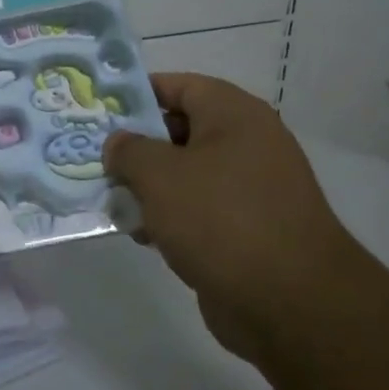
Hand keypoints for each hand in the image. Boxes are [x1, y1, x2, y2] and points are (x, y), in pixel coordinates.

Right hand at [104, 74, 358, 361]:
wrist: (291, 304)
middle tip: (97, 158)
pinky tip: (143, 235)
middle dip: (137, 145)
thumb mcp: (158, 174)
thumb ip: (128, 150)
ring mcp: (251, 189)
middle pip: (179, 130)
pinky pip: (200, 210)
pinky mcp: (249, 229)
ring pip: (187, 173)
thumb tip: (118, 144)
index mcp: (234, 114)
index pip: (178, 85)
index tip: (100, 110)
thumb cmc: (220, 218)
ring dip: (150, 186)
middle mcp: (247, 143)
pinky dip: (171, 217)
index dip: (137, 93)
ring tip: (113, 201)